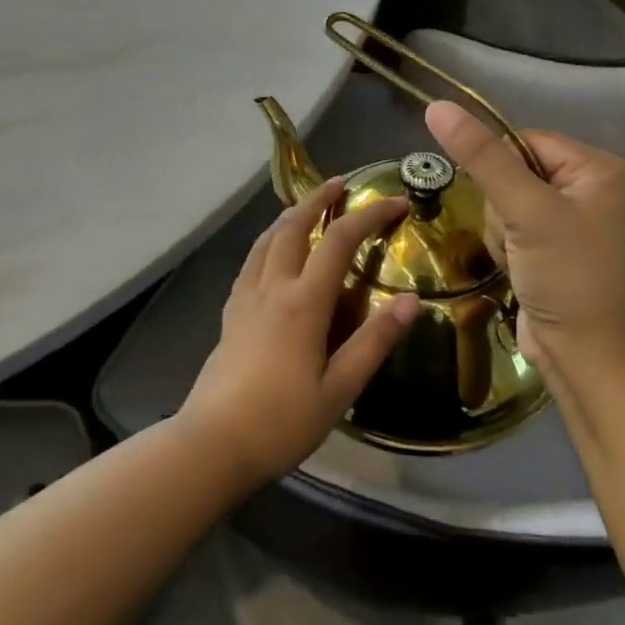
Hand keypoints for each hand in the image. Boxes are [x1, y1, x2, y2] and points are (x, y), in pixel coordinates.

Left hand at [176, 178, 417, 489]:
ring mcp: (245, 296)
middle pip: (294, 226)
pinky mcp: (230, 311)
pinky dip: (269, 240)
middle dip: (319, 198)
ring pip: (267, 238)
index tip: (394, 202)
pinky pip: (252, 259)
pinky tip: (274, 252)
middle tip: (342, 183)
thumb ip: (374, 342)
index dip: (369, 215)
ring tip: (309, 207)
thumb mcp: (339, 389)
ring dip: (290, 215)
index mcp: (303, 302)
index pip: (339, 241)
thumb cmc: (282, 421)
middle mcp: (272, 286)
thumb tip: (410, 300)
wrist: (214, 442)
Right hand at [425, 101, 624, 384]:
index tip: (502, 203)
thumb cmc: (568, 277)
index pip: (522, 140)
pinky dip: (505, 250)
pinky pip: (510, 230)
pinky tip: (518, 272)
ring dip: (500, 232)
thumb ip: (482, 157)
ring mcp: (569, 223)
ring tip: (519, 260)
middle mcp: (587, 189)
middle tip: (518, 238)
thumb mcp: (525, 211)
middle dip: (501, 208)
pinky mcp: (551, 251)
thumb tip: (436, 106)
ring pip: (503, 204)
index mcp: (596, 168)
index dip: (498, 167)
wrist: (589, 358)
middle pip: (510, 173)